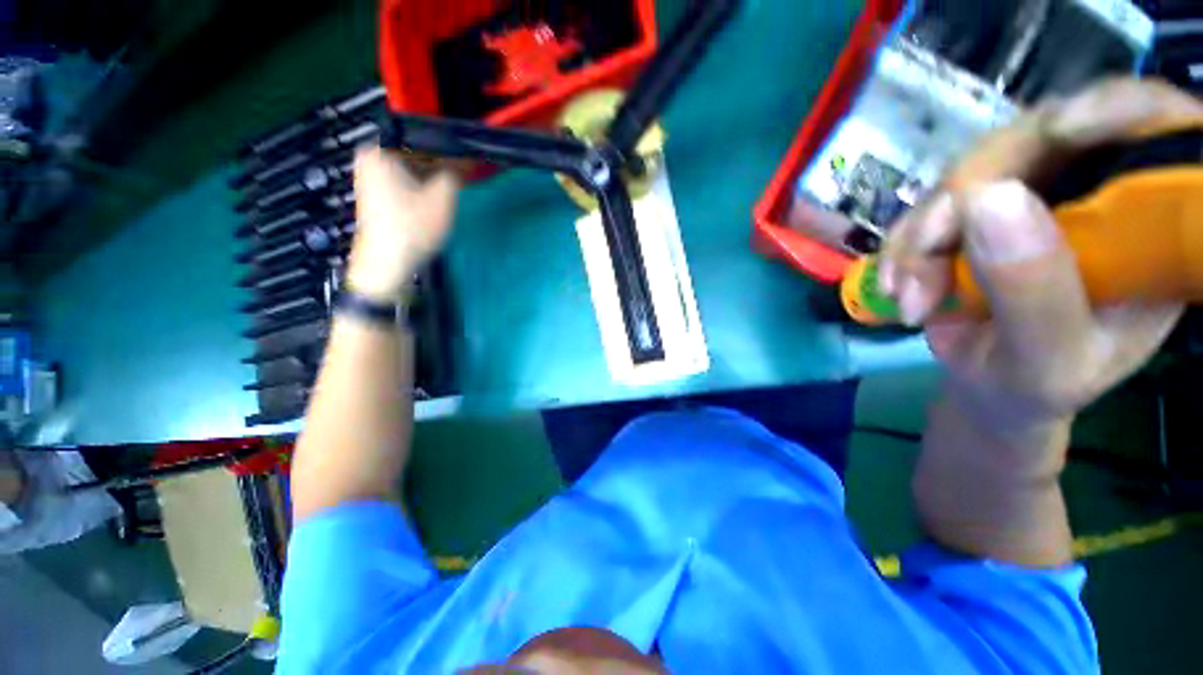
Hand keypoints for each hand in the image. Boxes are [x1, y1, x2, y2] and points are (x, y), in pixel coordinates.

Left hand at [345, 147, 459, 300]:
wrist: (387, 264)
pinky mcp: (375, 194)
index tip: (469, 162)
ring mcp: (370, 176)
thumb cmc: (413, 228)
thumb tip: (469, 158)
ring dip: (434, 178)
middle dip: (442, 165)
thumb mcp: (443, 198)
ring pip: (413, 169)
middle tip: (462, 178)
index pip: (424, 139)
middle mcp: (371, 157)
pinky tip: (434, 201)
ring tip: (451, 190)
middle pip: (417, 154)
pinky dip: (422, 187)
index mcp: (382, 150)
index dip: (450, 150)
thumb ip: (457, 172)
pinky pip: (405, 181)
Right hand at [879, 79, 1200, 433]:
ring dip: (922, 234)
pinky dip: (904, 243)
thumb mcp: (1045, 359)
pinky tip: (898, 284)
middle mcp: (1099, 192)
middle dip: (967, 200)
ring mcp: (1036, 193)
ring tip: (908, 296)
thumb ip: (1033, 290)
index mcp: (1150, 225)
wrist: (985, 386)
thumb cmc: (1035, 384)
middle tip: (923, 263)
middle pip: (1041, 137)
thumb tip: (988, 197)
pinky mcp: (982, 208)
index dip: (1114, 109)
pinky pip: (933, 201)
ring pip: (971, 170)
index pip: (1155, 129)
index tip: (1058, 132)